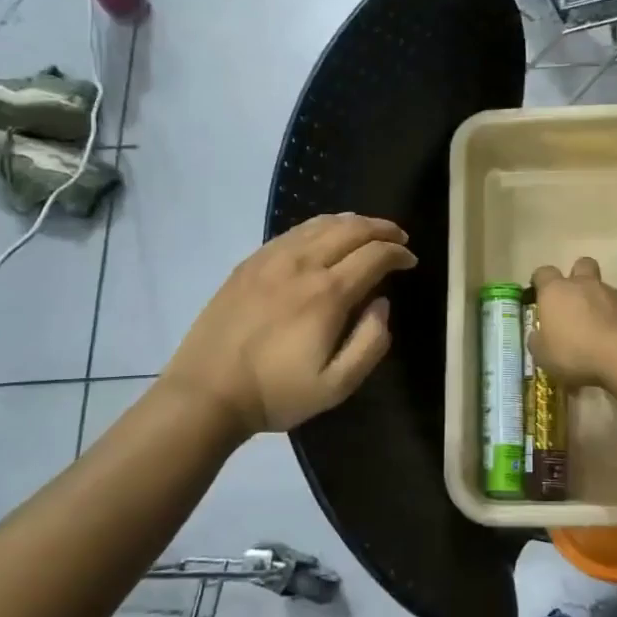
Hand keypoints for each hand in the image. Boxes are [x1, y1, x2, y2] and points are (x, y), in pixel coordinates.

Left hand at [163, 214, 417, 438]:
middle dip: (381, 229)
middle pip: (350, 229)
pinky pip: (293, 231)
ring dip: (353, 222)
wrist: (206, 392)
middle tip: (398, 238)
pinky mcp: (250, 263)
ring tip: (369, 230)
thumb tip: (382, 303)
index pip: (374, 255)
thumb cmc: (276, 393)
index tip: (410, 261)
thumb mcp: (336, 386)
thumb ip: (370, 343)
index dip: (398, 254)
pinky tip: (325, 235)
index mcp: (327, 294)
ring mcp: (272, 259)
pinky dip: (320, 226)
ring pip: (321, 224)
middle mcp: (302, 265)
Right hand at [528, 257, 616, 388]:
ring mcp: (611, 294)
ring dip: (596, 301)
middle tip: (571, 301)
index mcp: (555, 290)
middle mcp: (583, 284)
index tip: (538, 294)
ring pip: (601, 288)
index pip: (543, 273)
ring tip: (594, 328)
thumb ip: (538, 341)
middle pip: (580, 265)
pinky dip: (613, 317)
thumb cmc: (575, 352)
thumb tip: (538, 335)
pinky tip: (611, 338)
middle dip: (576, 277)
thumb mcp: (543, 355)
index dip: (540, 281)